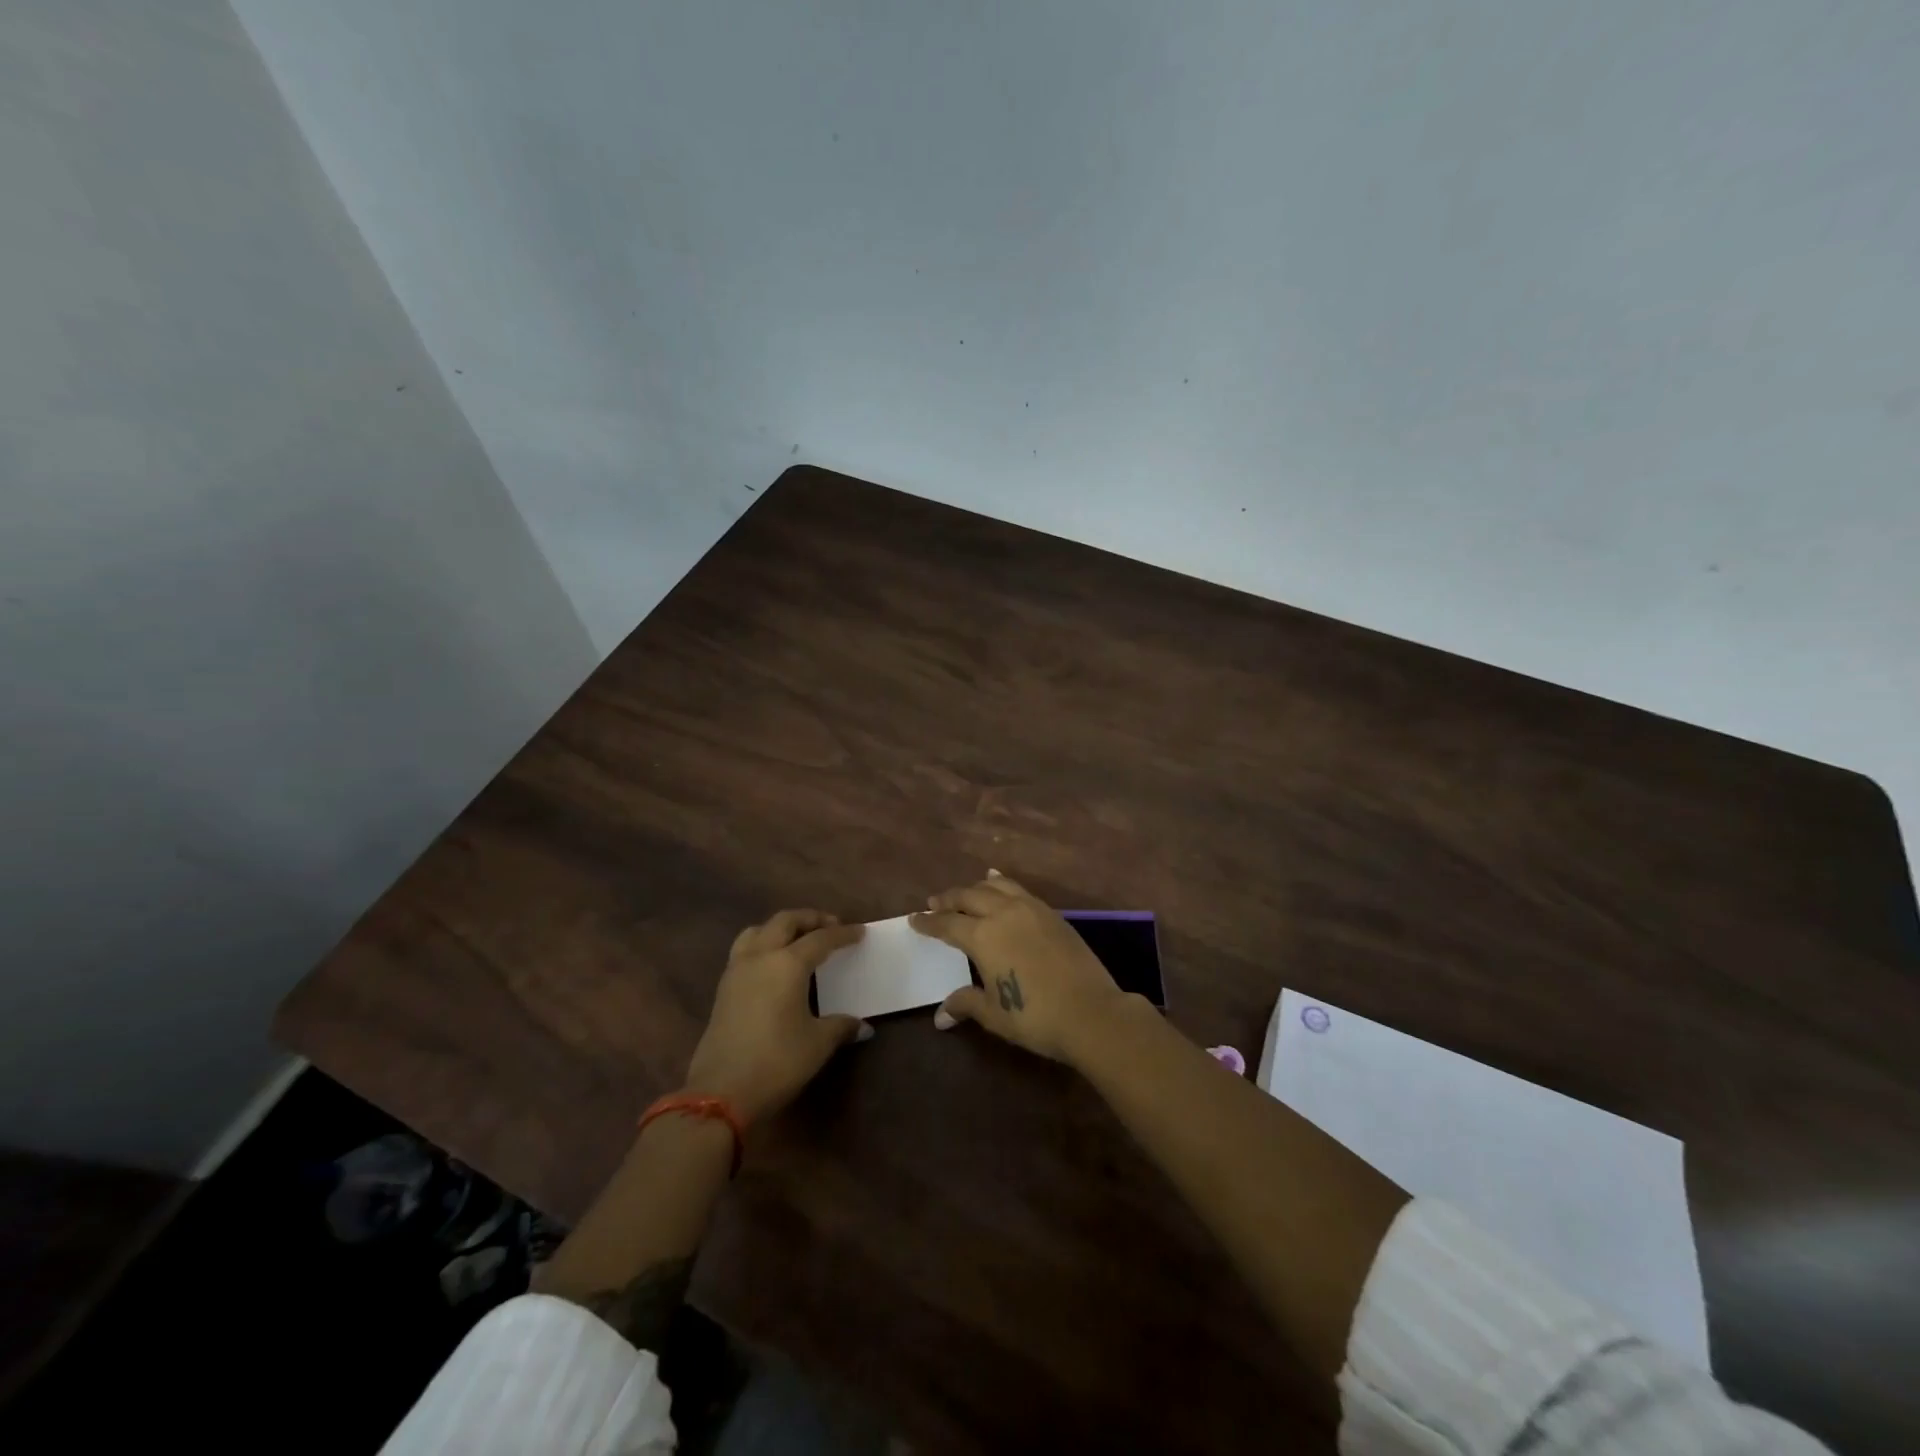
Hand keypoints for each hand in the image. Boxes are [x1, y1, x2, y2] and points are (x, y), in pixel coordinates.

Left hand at [684, 910, 869, 1124]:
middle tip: (831, 926)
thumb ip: (841, 1026)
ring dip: (781, 928)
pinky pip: (744, 950)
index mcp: (787, 963)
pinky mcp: (723, 989)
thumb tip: (863, 1026)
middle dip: (810, 919)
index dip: (843, 934)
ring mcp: (737, 971)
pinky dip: (763, 944)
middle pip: (785, 921)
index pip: (821, 939)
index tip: (860, 932)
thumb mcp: (817, 1044)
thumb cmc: (777, 1062)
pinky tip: (774, 966)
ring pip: (758, 931)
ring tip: (798, 939)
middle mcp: (760, 957)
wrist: (720, 1092)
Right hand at [910, 872, 1130, 1063]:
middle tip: (934, 902)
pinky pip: (1019, 889)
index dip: (928, 922)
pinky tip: (1000, 884)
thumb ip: (966, 1004)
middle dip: (948, 899)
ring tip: (965, 891)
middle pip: (968, 897)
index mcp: (982, 936)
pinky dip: (1003, 884)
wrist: (1091, 1011)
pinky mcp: (1051, 913)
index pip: (947, 924)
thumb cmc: (1035, 1017)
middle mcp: (1003, 913)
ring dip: (975, 887)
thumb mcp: (994, 1014)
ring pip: (995, 886)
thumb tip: (940, 1016)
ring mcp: (1030, 909)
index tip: (914, 918)